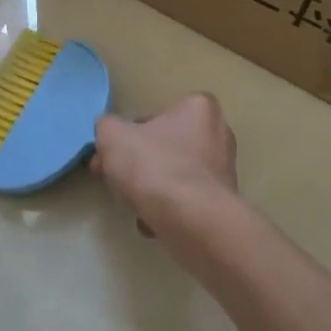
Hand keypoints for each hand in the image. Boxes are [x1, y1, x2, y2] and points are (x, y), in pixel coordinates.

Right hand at [94, 95, 241, 261]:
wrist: (192, 222)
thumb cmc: (155, 167)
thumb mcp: (113, 137)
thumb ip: (106, 127)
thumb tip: (109, 132)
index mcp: (198, 108)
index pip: (155, 116)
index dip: (127, 136)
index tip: (111, 156)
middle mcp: (219, 134)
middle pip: (165, 147)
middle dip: (138, 165)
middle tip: (115, 181)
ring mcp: (224, 170)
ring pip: (174, 176)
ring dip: (151, 189)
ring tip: (133, 206)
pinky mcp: (223, 202)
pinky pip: (187, 201)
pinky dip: (168, 209)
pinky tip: (151, 222)